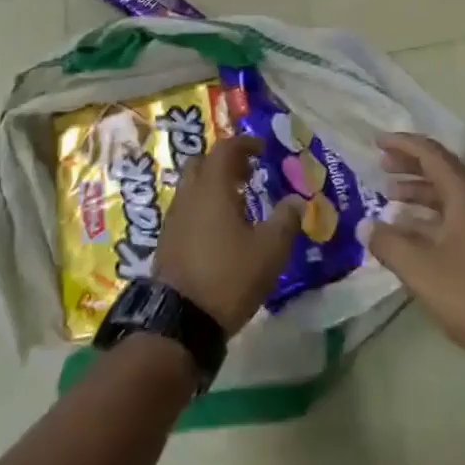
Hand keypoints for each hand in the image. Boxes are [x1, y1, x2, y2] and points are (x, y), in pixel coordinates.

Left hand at [154, 136, 302, 337]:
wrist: (179, 321)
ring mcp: (174, 218)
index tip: (263, 149)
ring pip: (193, 187)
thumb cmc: (228, 276)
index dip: (245, 143)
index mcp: (212, 187)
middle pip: (203, 163)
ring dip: (214, 186)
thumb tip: (296, 200)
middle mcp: (189, 195)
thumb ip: (285, 220)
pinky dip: (204, 207)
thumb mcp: (269, 250)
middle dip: (226, 162)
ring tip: (240, 204)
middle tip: (249, 174)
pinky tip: (222, 231)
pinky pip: (187, 209)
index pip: (225, 149)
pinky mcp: (167, 241)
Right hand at [359, 134, 464, 363]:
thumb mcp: (421, 269)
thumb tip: (365, 226)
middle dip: (410, 165)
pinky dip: (432, 213)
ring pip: (450, 194)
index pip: (431, 154)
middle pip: (442, 170)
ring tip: (390, 195)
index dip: (403, 144)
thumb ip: (388, 243)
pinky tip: (412, 229)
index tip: (377, 141)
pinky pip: (457, 213)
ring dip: (420, 190)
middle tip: (381, 165)